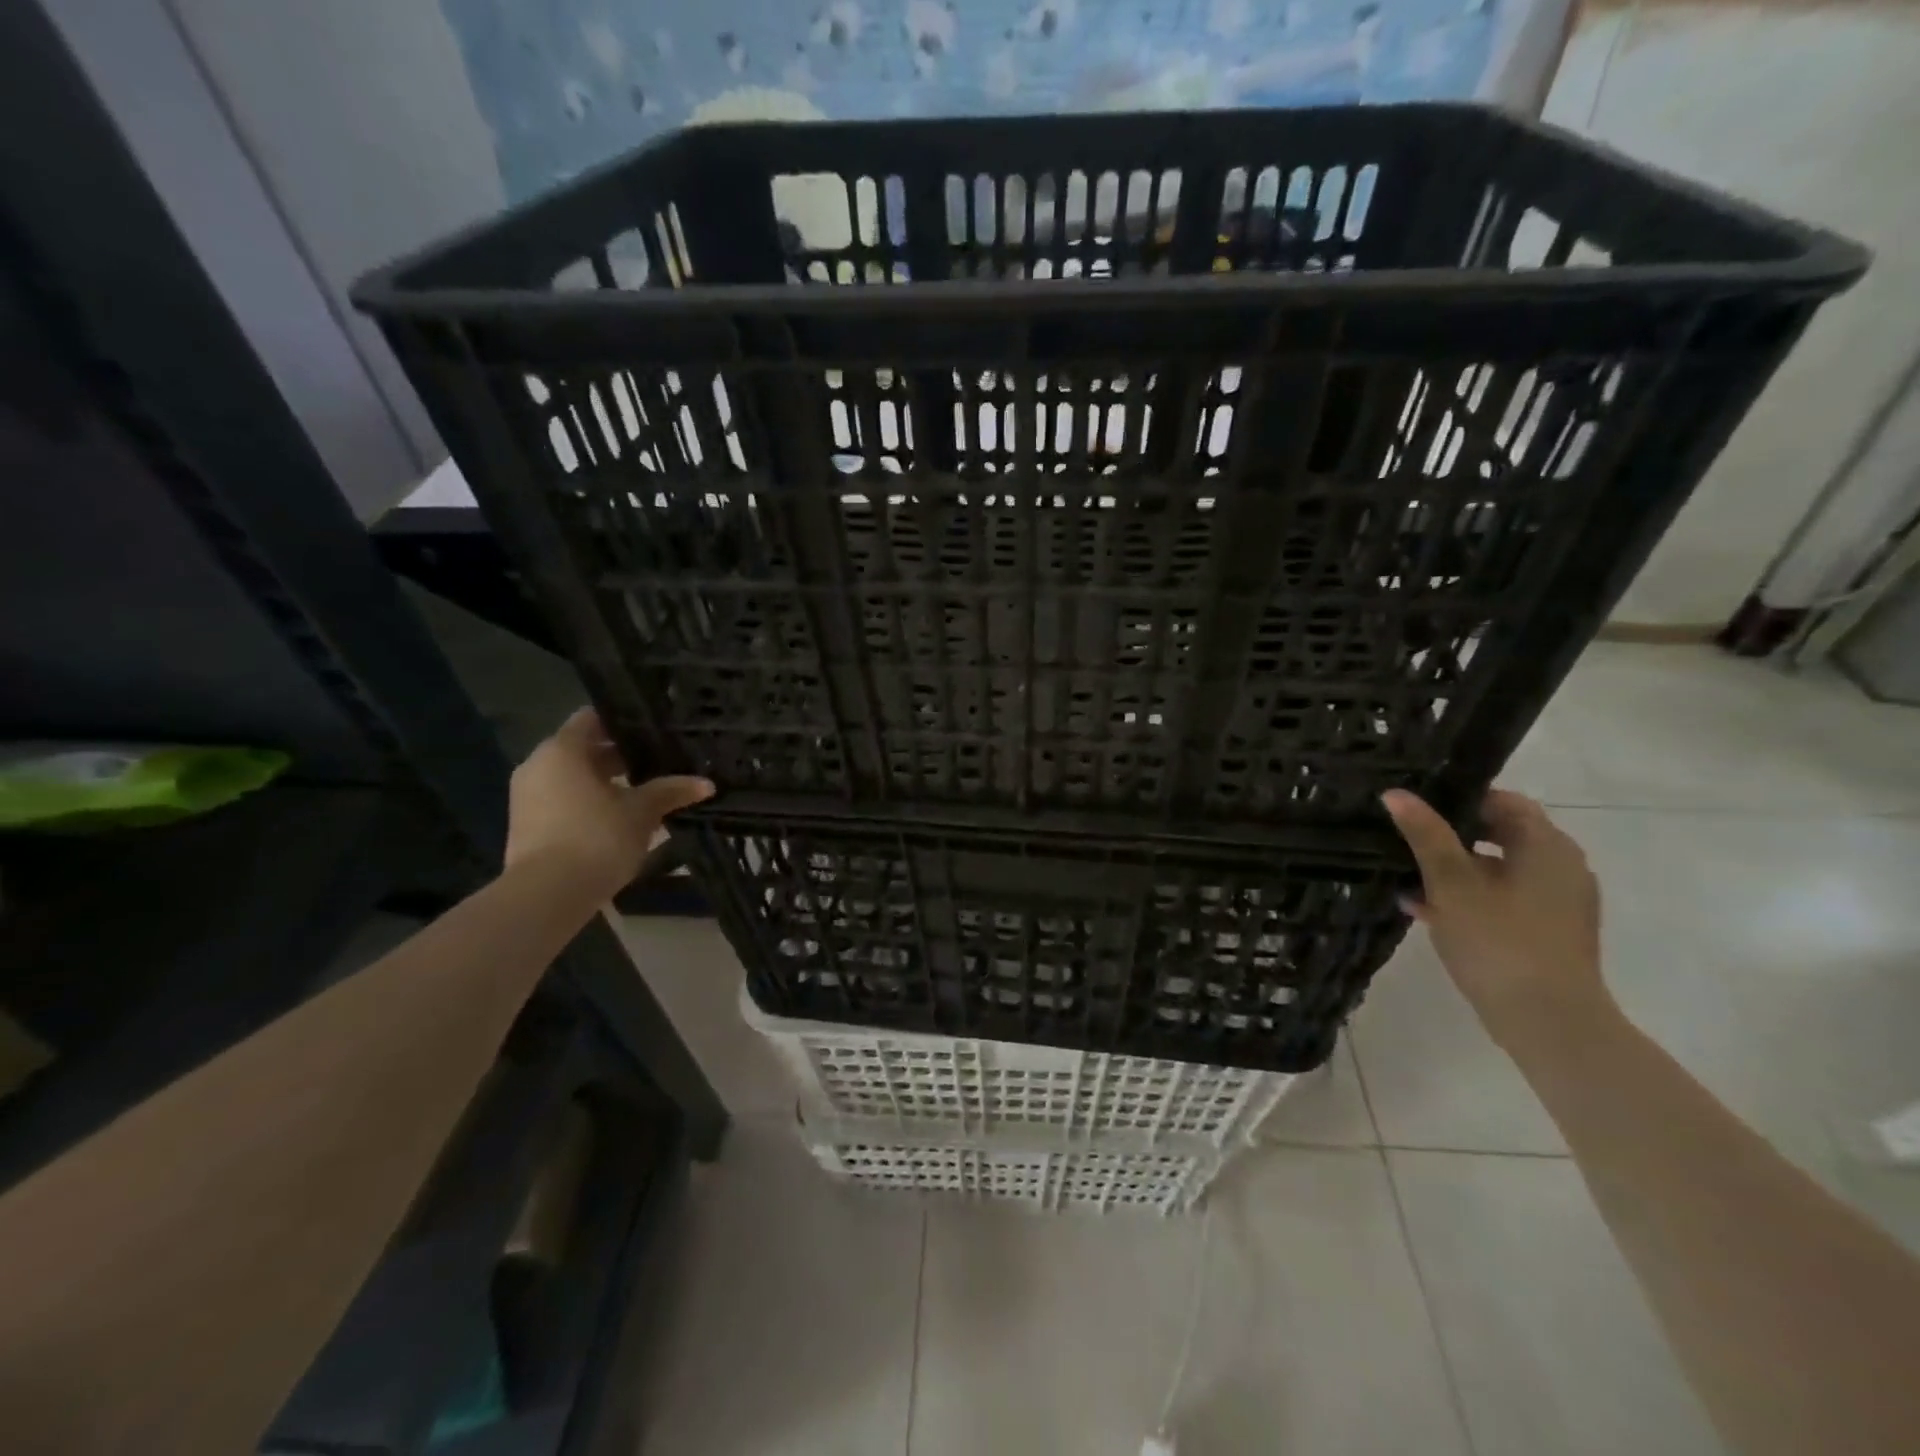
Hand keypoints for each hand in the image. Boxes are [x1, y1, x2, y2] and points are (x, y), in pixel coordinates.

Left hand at [505, 708, 712, 897]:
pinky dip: (590, 803)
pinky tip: (621, 819)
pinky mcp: (527, 825)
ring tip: (646, 792)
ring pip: (574, 778)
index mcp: (562, 750)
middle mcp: (538, 765)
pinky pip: (564, 800)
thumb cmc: (596, 837)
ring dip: (606, 783)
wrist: (547, 894)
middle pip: (584, 749)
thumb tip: (706, 783)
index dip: (624, 722)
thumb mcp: (642, 812)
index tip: (653, 729)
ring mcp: (527, 797)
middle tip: (659, 762)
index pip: (593, 718)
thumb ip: (670, 791)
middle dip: (621, 757)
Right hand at [1382, 787, 1612, 1049]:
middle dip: (1449, 836)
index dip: (1458, 798)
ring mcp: (1558, 903)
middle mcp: (1561, 867)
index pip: (1502, 801)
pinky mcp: (1548, 933)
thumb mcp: (1452, 883)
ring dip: (1454, 870)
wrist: (1549, 1023)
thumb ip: (1426, 835)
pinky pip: (1503, 899)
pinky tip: (1424, 910)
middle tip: (1403, 838)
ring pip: (1497, 869)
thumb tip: (1396, 793)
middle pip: (1500, 834)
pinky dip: (1468, 897)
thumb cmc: (1499, 941)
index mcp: (1546, 846)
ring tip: (1404, 876)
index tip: (1415, 806)